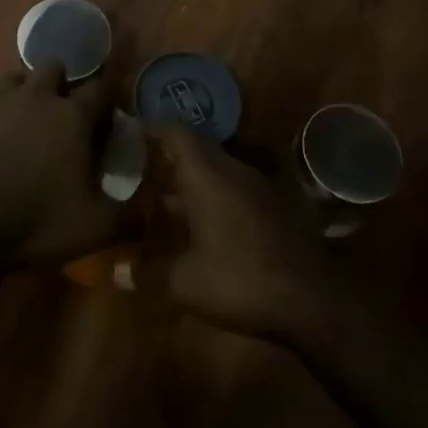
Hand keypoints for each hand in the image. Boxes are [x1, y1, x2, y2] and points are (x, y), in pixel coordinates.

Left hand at [0, 61, 125, 267]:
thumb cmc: (36, 223)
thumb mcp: (94, 228)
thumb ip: (129, 216)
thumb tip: (151, 211)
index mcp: (72, 116)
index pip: (100, 88)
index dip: (105, 98)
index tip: (105, 114)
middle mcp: (35, 96)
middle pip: (54, 67)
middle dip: (60, 83)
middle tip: (60, 115)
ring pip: (14, 78)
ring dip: (23, 92)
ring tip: (22, 123)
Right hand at [134, 122, 344, 344]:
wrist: (312, 300)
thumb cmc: (241, 280)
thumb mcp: (185, 283)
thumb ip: (146, 273)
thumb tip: (114, 272)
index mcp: (208, 174)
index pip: (176, 132)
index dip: (150, 128)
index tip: (127, 134)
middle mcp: (232, 170)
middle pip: (194, 148)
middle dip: (165, 156)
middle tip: (137, 169)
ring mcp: (255, 187)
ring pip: (213, 169)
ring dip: (187, 179)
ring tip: (159, 198)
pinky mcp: (270, 206)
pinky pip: (230, 187)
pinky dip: (208, 196)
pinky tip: (196, 225)